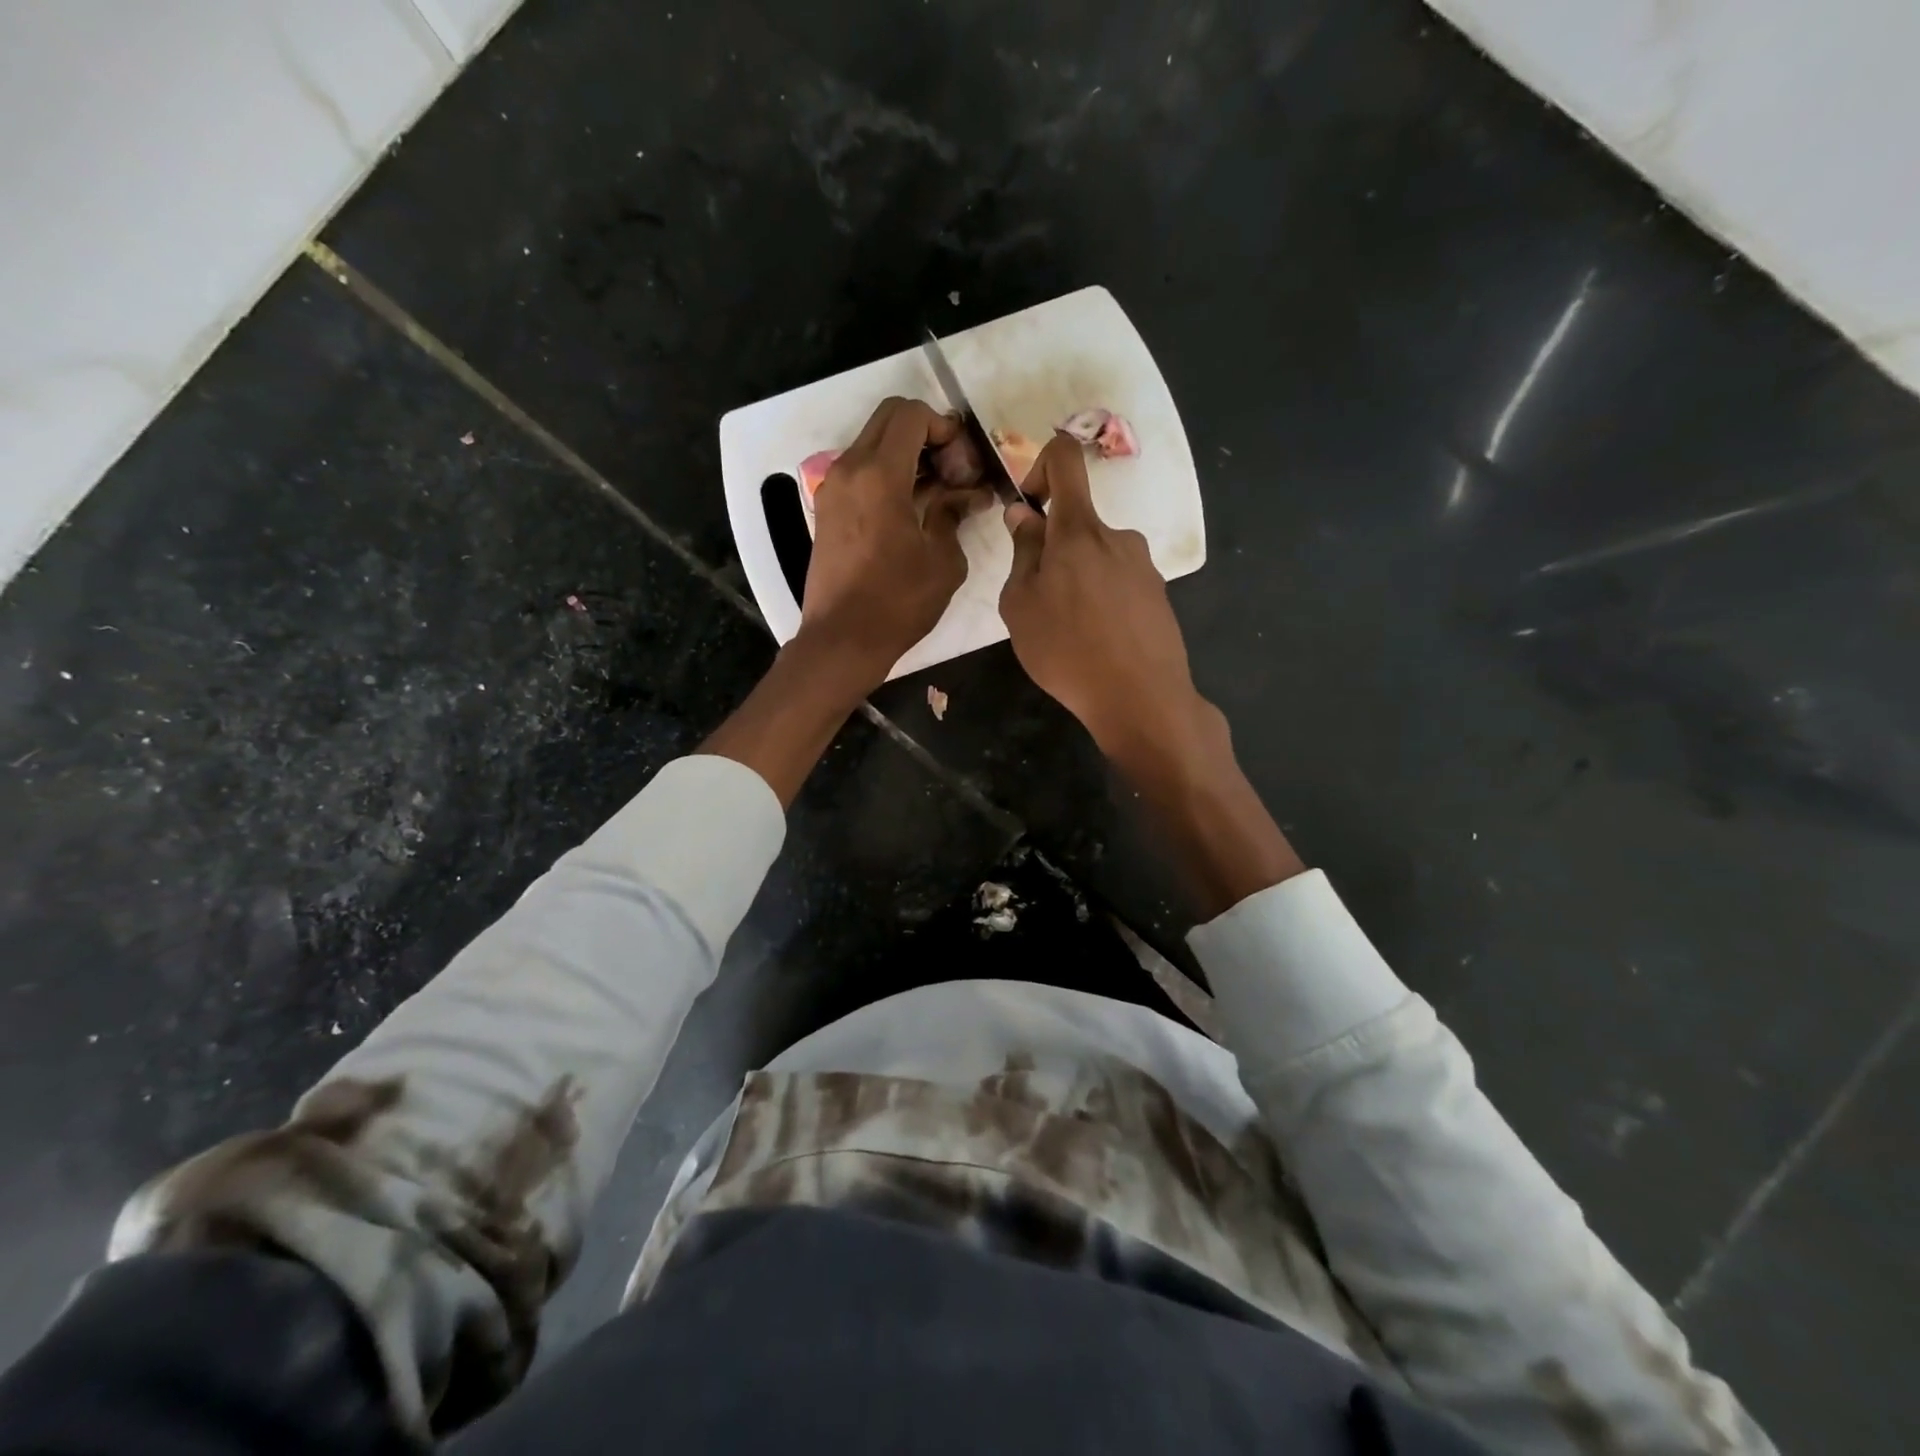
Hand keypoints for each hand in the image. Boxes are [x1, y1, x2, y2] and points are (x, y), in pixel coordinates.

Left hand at [800, 397, 976, 691]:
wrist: (842, 640)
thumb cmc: (898, 603)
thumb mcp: (943, 560)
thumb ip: (954, 514)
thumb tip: (968, 495)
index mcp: (879, 475)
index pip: (910, 415)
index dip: (944, 427)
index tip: (963, 461)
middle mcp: (849, 470)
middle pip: (888, 420)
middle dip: (926, 433)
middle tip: (952, 471)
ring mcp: (832, 489)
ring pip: (872, 444)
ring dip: (906, 455)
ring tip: (936, 493)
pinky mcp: (827, 510)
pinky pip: (860, 472)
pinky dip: (887, 475)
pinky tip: (911, 509)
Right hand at [999, 434, 1210, 764]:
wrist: (1141, 698)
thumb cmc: (1067, 650)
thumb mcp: (1021, 605)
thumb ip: (1022, 553)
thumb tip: (1024, 515)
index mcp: (1079, 529)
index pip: (1065, 459)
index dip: (1040, 466)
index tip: (1029, 506)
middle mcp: (1117, 536)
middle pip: (1078, 524)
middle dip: (1053, 553)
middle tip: (1040, 604)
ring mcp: (1143, 566)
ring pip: (1097, 559)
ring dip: (1077, 581)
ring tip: (1069, 631)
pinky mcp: (1158, 595)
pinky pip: (1119, 584)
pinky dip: (1101, 601)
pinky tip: (1097, 642)